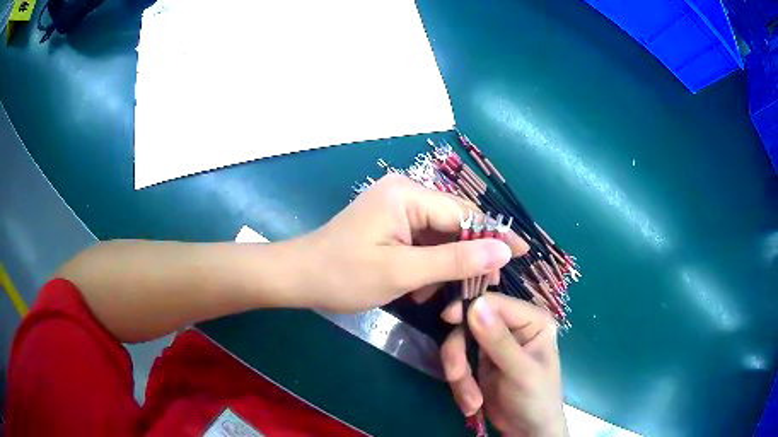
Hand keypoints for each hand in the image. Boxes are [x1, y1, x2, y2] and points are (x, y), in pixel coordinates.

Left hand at [297, 174, 528, 311]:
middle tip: (486, 285)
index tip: (523, 253)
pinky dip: (428, 266)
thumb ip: (455, 260)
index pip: (465, 214)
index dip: (495, 235)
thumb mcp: (403, 272)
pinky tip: (422, 290)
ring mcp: (397, 208)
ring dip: (447, 266)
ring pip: (440, 236)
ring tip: (450, 297)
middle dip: (470, 256)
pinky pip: (423, 242)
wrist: (299, 278)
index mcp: (409, 195)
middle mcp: (406, 193)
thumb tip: (503, 251)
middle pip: (454, 223)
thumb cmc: (345, 275)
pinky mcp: (391, 224)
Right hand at [440, 293, 566, 436]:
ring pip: (460, 345)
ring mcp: (494, 345)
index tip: (447, 319)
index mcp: (531, 320)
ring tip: (471, 401)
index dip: (469, 307)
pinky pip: (458, 363)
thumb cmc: (536, 398)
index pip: (495, 302)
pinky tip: (473, 403)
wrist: (526, 430)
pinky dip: (460, 385)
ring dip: (459, 375)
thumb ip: (499, 340)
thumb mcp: (520, 371)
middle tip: (455, 376)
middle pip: (470, 324)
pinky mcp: (480, 362)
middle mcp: (512, 327)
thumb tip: (475, 305)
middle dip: (460, 354)